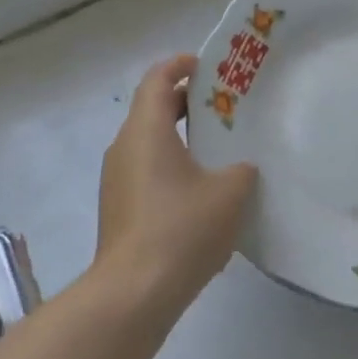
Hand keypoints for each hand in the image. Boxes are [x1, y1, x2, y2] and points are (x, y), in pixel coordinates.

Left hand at [95, 55, 257, 312]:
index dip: (181, 65)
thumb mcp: (230, 193)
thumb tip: (239, 169)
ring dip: (179, 139)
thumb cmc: (182, 229)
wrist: (134, 293)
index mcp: (146, 130)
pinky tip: (201, 194)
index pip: (157, 78)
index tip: (208, 67)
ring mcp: (116, 180)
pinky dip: (171, 168)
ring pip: (149, 143)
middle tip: (224, 108)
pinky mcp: (118, 209)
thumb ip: (241, 169)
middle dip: (186, 103)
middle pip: (152, 109)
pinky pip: (146, 172)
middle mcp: (124, 147)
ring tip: (218, 150)